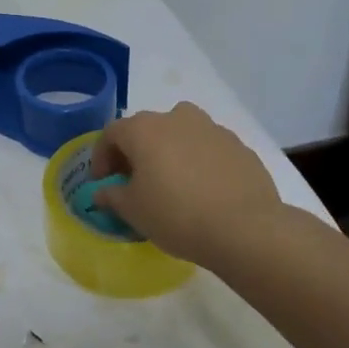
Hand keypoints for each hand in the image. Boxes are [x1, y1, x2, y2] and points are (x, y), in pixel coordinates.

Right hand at [90, 102, 288, 271]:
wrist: (246, 229)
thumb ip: (112, 196)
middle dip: (136, 152)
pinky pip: (209, 150)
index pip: (111, 134)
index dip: (102, 157)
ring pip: (181, 134)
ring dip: (170, 152)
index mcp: (144, 129)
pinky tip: (204, 191)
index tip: (103, 182)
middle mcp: (176, 118)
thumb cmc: (176, 215)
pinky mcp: (240, 147)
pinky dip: (199, 163)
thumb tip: (102, 192)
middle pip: (147, 129)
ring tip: (172, 183)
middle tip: (135, 181)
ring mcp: (212, 129)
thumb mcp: (133, 211)